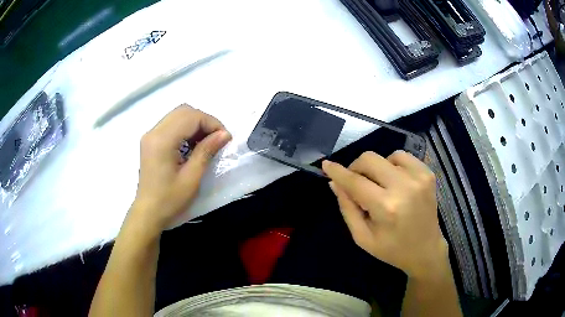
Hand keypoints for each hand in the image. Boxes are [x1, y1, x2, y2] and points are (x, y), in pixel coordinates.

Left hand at [129, 105, 230, 233]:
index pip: (191, 117)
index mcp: (162, 140)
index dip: (212, 123)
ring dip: (195, 124)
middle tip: (216, 139)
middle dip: (204, 121)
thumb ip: (207, 151)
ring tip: (206, 142)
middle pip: (184, 111)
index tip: (225, 138)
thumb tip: (225, 134)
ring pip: (178, 115)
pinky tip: (192, 145)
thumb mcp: (192, 177)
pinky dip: (185, 129)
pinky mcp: (150, 140)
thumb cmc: (170, 200)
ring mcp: (150, 135)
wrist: (148, 212)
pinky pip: (171, 124)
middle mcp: (154, 132)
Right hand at [322, 151, 447, 279]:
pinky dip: (393, 164)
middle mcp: (404, 187)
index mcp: (386, 208)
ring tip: (380, 186)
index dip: (338, 171)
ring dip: (377, 168)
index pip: (355, 181)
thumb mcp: (363, 237)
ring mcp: (419, 177)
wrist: (426, 250)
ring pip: (386, 156)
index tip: (326, 165)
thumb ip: (347, 208)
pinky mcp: (428, 174)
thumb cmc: (392, 249)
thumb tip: (335, 183)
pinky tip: (394, 181)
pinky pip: (403, 156)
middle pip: (370, 159)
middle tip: (355, 182)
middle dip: (356, 168)